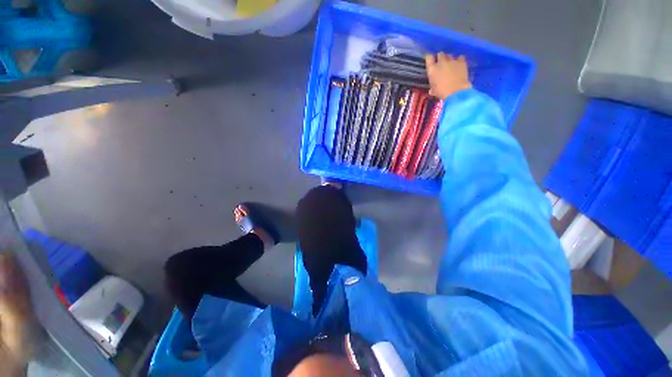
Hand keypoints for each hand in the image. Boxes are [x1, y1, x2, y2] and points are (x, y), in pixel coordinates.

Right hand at [425, 53, 471, 99]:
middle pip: (440, 54)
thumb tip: (431, 90)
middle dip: (440, 57)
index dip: (429, 57)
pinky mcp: (461, 61)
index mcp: (432, 69)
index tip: (430, 58)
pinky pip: (460, 57)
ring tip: (450, 63)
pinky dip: (459, 60)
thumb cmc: (442, 92)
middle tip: (441, 62)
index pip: (429, 58)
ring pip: (449, 55)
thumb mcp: (434, 91)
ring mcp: (452, 61)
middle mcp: (441, 62)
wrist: (456, 91)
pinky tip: (459, 63)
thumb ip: (432, 87)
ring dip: (449, 59)